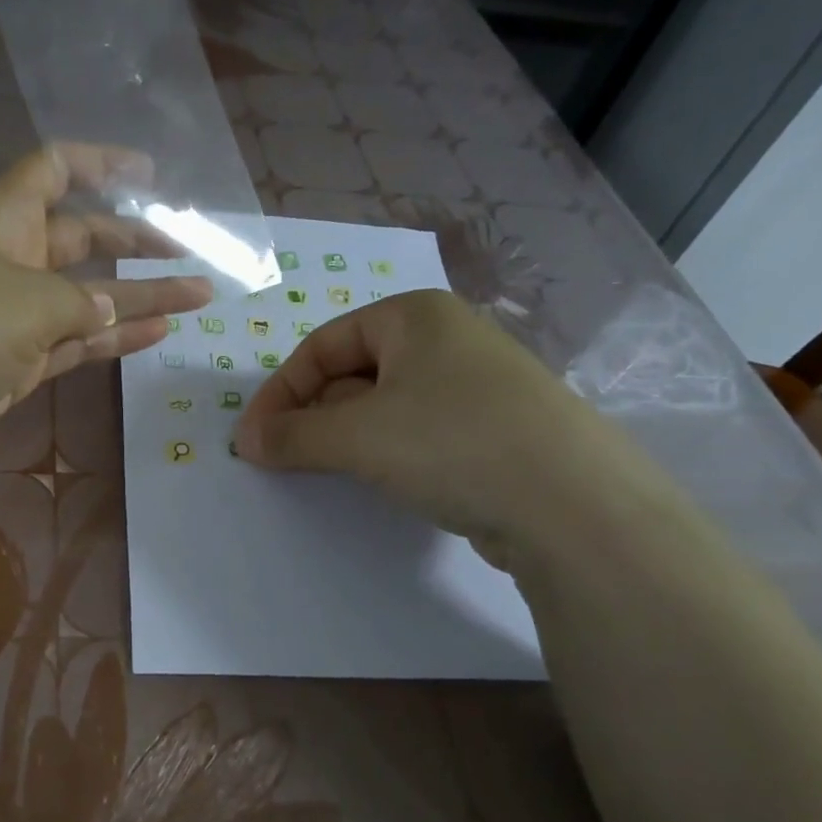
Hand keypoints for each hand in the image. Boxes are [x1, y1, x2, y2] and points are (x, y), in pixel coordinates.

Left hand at [0, 144, 211, 479]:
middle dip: (136, 243)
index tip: (151, 175)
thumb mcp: (21, 302)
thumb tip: (106, 310)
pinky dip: (113, 339)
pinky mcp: (15, 363)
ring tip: (198, 296)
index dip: (101, 164)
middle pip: (83, 238)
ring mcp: (13, 315)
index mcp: (3, 218)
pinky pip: (75, 343)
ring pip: (88, 298)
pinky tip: (157, 333)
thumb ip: (78, 303)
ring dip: (140, 297)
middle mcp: (10, 259)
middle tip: (190, 252)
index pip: (55, 170)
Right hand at [234, 290, 633, 563]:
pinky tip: (386, 482)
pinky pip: (419, 432)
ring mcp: (476, 385)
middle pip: (352, 373)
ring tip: (331, 472)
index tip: (252, 439)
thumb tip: (247, 441)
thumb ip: (291, 435)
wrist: (574, 506)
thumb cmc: (452, 443)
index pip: (322, 345)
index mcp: (414, 315)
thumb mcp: (357, 436)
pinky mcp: (494, 430)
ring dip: (347, 437)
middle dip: (313, 415)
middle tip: (287, 458)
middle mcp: (447, 339)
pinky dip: (388, 453)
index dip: (279, 392)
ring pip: (385, 406)